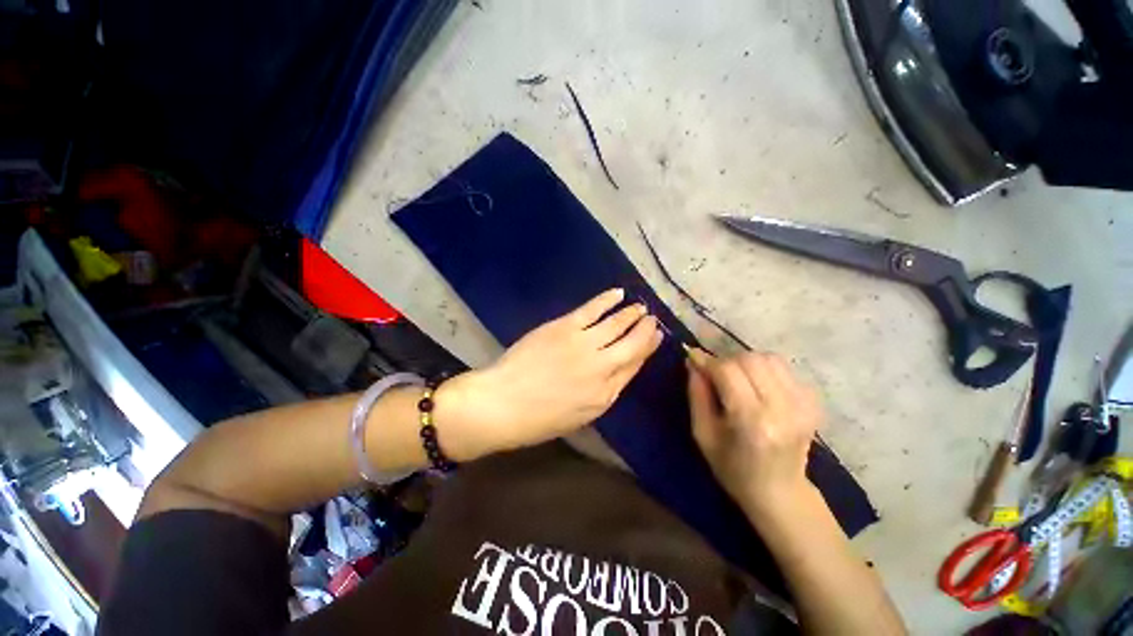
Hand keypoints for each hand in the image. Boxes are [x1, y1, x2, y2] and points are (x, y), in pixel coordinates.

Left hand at [437, 288, 662, 460]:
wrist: (502, 404)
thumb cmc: (539, 418)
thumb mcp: (580, 416)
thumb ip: (604, 392)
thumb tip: (618, 369)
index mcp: (606, 394)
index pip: (634, 366)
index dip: (647, 349)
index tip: (656, 337)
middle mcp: (602, 367)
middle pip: (632, 344)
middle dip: (645, 330)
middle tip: (653, 319)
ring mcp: (584, 344)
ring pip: (616, 324)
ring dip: (631, 314)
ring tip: (640, 307)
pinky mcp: (565, 327)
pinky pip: (593, 309)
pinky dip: (607, 300)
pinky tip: (618, 293)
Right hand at [686, 349, 820, 515]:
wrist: (780, 492)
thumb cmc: (733, 468)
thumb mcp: (702, 434)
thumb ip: (696, 394)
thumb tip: (693, 362)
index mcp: (751, 421)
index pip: (727, 371)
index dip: (707, 361)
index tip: (694, 359)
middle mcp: (782, 407)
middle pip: (749, 359)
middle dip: (726, 361)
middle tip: (716, 375)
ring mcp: (803, 404)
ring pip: (768, 358)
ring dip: (746, 362)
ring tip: (737, 379)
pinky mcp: (814, 402)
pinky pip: (784, 368)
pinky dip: (764, 369)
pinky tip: (758, 386)